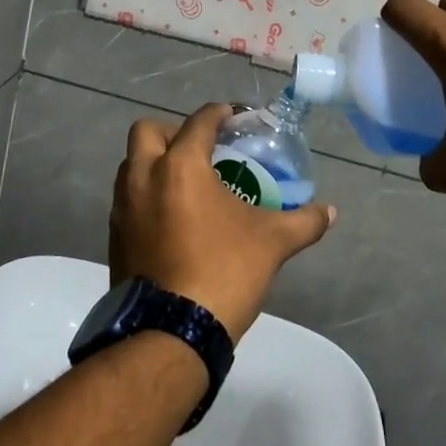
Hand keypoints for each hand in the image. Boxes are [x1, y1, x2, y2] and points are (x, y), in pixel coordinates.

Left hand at [110, 104, 335, 341]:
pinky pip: (126, 200)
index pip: (199, 122)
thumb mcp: (272, 243)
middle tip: (200, 150)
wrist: (171, 332)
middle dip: (172, 131)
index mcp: (180, 166)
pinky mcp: (114, 236)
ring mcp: (123, 208)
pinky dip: (146, 196)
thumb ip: (303, 222)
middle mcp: (143, 177)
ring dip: (154, 163)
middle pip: (148, 131)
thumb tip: (331, 212)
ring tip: (186, 184)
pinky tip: (171, 219)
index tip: (233, 117)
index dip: (219, 114)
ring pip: (131, 165)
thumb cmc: (223, 272)